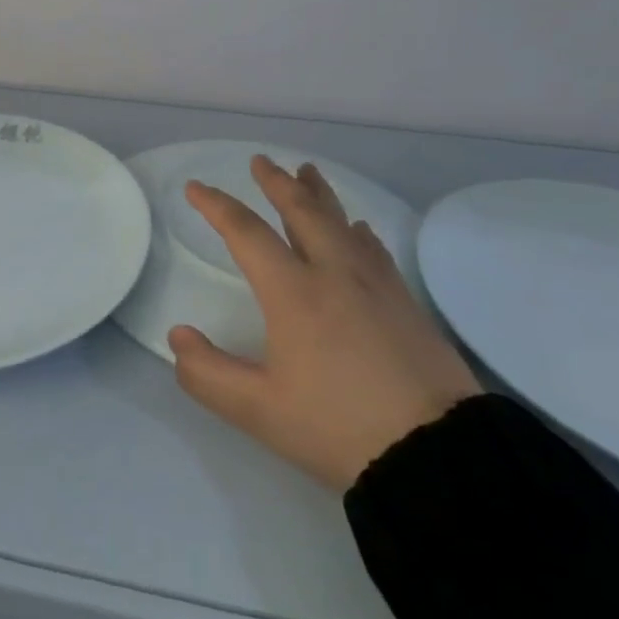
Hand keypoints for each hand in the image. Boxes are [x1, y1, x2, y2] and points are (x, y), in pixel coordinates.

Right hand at [169, 156, 479, 490]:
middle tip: (261, 161)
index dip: (216, 206)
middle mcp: (333, 274)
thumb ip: (208, 373)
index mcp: (293, 292)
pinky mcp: (406, 304)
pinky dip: (358, 231)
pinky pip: (374, 250)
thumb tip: (178, 336)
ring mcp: (376, 285)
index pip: (246, 232)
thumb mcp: (258, 411)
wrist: (440, 456)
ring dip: (319, 194)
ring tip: (307, 172)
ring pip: (341, 222)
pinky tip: (359, 230)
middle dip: (277, 183)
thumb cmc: (339, 428)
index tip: (195, 188)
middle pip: (301, 211)